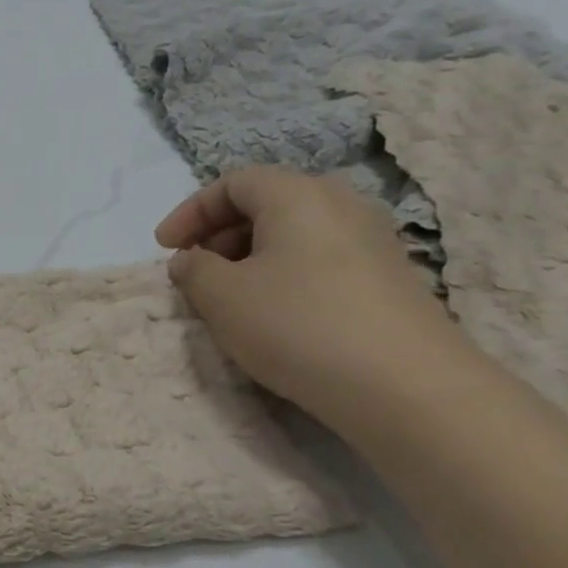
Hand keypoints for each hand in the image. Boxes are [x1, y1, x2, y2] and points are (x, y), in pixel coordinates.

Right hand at [156, 166, 473, 426]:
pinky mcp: (387, 276)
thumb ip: (193, 270)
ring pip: (294, 232)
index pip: (232, 183)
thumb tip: (191, 259)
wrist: (403, 384)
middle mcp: (340, 204)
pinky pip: (319, 258)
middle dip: (219, 233)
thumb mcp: (221, 296)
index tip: (164, 248)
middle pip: (266, 202)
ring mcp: (371, 239)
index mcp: (297, 195)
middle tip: (195, 271)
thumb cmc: (297, 325)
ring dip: (250, 256)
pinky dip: (284, 273)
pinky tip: (275, 313)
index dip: (189, 212)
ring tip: (229, 296)